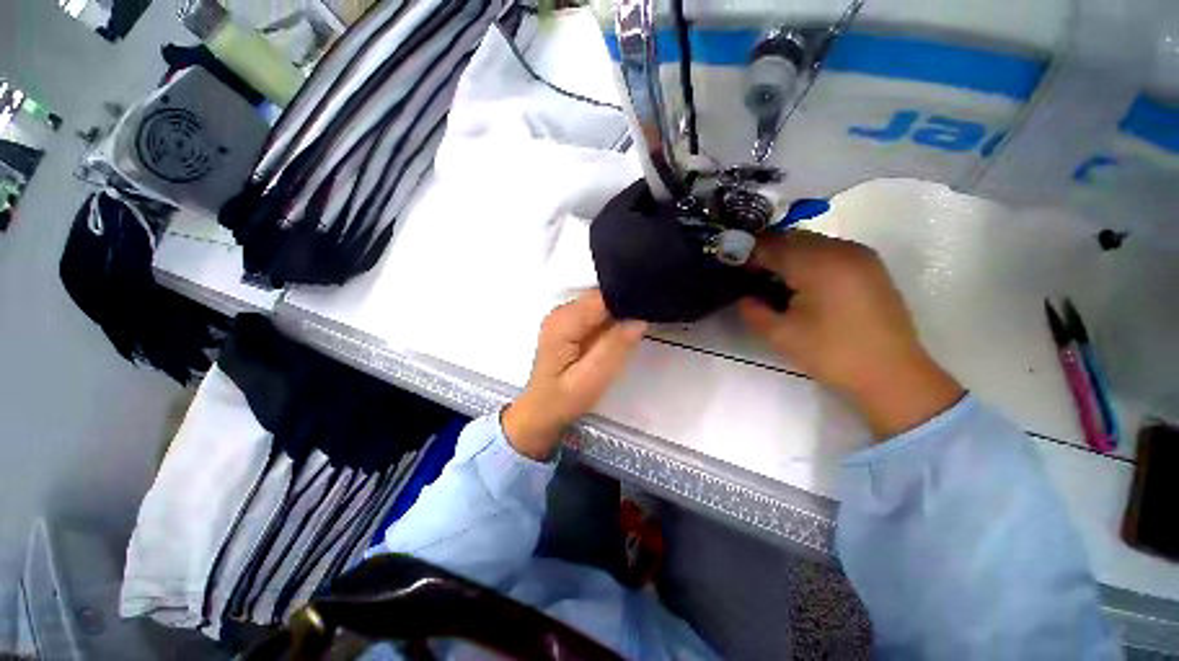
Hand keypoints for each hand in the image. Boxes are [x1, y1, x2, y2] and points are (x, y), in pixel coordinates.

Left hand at [503, 291, 647, 458]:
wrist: (539, 413)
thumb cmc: (561, 400)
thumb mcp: (590, 379)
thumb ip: (615, 347)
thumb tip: (639, 320)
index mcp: (564, 321)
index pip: (603, 297)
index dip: (627, 301)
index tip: (649, 311)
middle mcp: (562, 312)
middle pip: (602, 297)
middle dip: (626, 307)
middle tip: (647, 322)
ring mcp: (565, 317)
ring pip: (602, 304)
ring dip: (621, 314)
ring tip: (638, 328)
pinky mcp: (571, 325)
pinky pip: (598, 314)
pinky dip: (612, 321)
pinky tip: (622, 334)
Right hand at [738, 230, 963, 438]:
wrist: (892, 374)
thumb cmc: (832, 354)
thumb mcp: (781, 335)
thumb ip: (754, 311)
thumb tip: (745, 297)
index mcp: (818, 264)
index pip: (772, 247)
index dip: (747, 254)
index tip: (731, 266)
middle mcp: (841, 250)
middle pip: (792, 238)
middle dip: (766, 252)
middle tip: (749, 273)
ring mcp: (860, 256)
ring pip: (812, 242)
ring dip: (787, 254)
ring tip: (772, 279)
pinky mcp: (870, 267)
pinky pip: (830, 250)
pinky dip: (808, 259)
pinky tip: (800, 282)